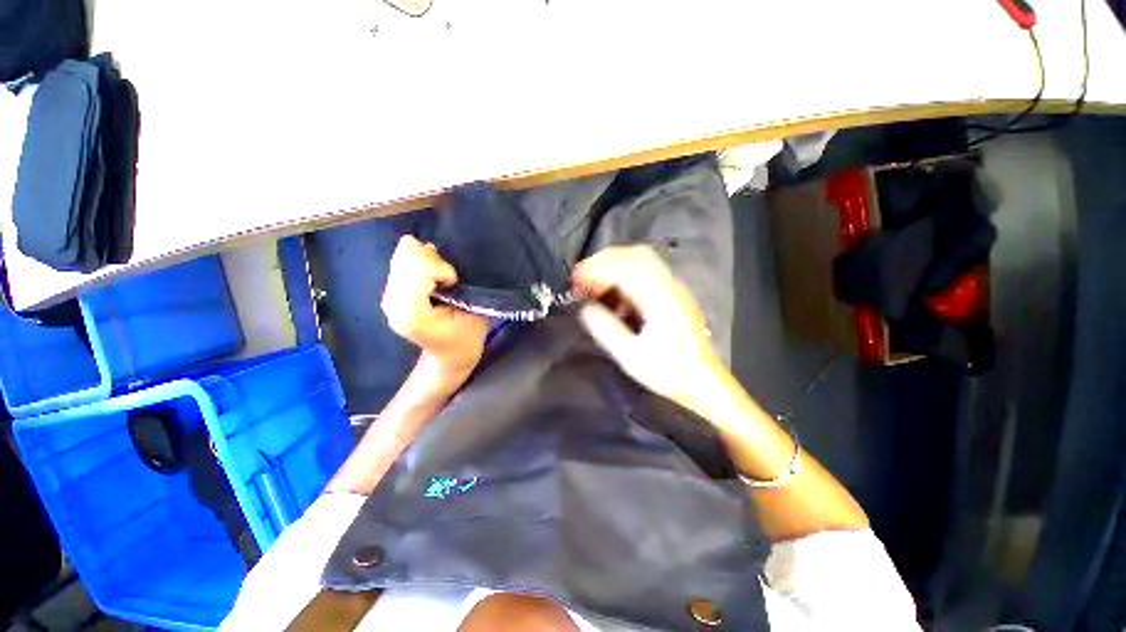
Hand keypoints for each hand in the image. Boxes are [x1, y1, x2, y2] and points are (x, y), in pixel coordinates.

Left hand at [382, 235, 488, 378]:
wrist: (449, 354)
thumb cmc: (466, 336)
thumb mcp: (473, 313)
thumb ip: (454, 282)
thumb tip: (429, 246)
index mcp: (412, 314)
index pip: (421, 267)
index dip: (445, 270)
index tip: (455, 287)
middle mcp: (391, 303)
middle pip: (409, 255)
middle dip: (433, 262)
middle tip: (446, 283)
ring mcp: (387, 296)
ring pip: (403, 253)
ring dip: (426, 261)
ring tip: (438, 280)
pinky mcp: (389, 290)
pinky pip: (401, 259)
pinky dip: (418, 261)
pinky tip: (429, 277)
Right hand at [572, 245, 728, 416]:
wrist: (704, 383)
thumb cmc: (668, 372)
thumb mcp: (630, 356)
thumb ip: (606, 329)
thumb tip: (585, 308)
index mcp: (659, 299)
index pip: (624, 269)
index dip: (596, 269)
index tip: (576, 279)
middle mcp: (669, 287)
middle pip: (635, 255)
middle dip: (604, 261)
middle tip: (583, 279)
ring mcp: (674, 289)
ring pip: (643, 261)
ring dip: (616, 266)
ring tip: (596, 284)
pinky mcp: (675, 296)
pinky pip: (648, 273)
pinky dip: (626, 275)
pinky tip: (617, 294)